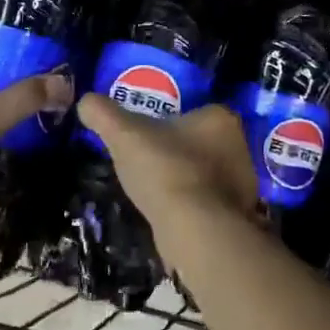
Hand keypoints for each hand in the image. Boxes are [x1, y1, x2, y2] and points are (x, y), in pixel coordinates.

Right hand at [77, 96, 258, 233]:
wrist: (194, 228)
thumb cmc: (164, 169)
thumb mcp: (123, 134)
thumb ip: (102, 113)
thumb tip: (85, 101)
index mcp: (221, 118)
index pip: (193, 113)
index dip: (168, 124)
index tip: (146, 137)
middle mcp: (240, 147)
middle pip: (202, 143)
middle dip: (179, 152)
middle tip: (148, 163)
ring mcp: (244, 184)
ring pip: (207, 174)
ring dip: (186, 181)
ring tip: (155, 191)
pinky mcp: (239, 216)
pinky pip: (209, 203)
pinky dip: (192, 207)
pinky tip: (170, 214)